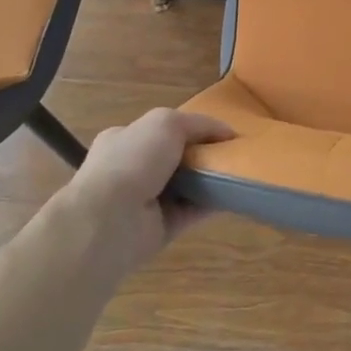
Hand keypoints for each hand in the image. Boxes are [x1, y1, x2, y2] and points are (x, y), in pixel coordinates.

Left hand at [48, 108, 232, 275]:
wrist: (110, 220)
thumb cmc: (133, 160)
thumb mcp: (166, 122)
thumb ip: (198, 123)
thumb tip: (227, 132)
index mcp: (125, 140)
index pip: (162, 130)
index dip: (192, 128)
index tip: (221, 132)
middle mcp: (132, 169)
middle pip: (176, 158)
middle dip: (203, 155)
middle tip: (233, 153)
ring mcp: (145, 201)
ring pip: (186, 186)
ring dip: (211, 180)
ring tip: (241, 172)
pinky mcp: (160, 228)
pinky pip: (192, 212)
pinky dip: (212, 205)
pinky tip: (235, 196)